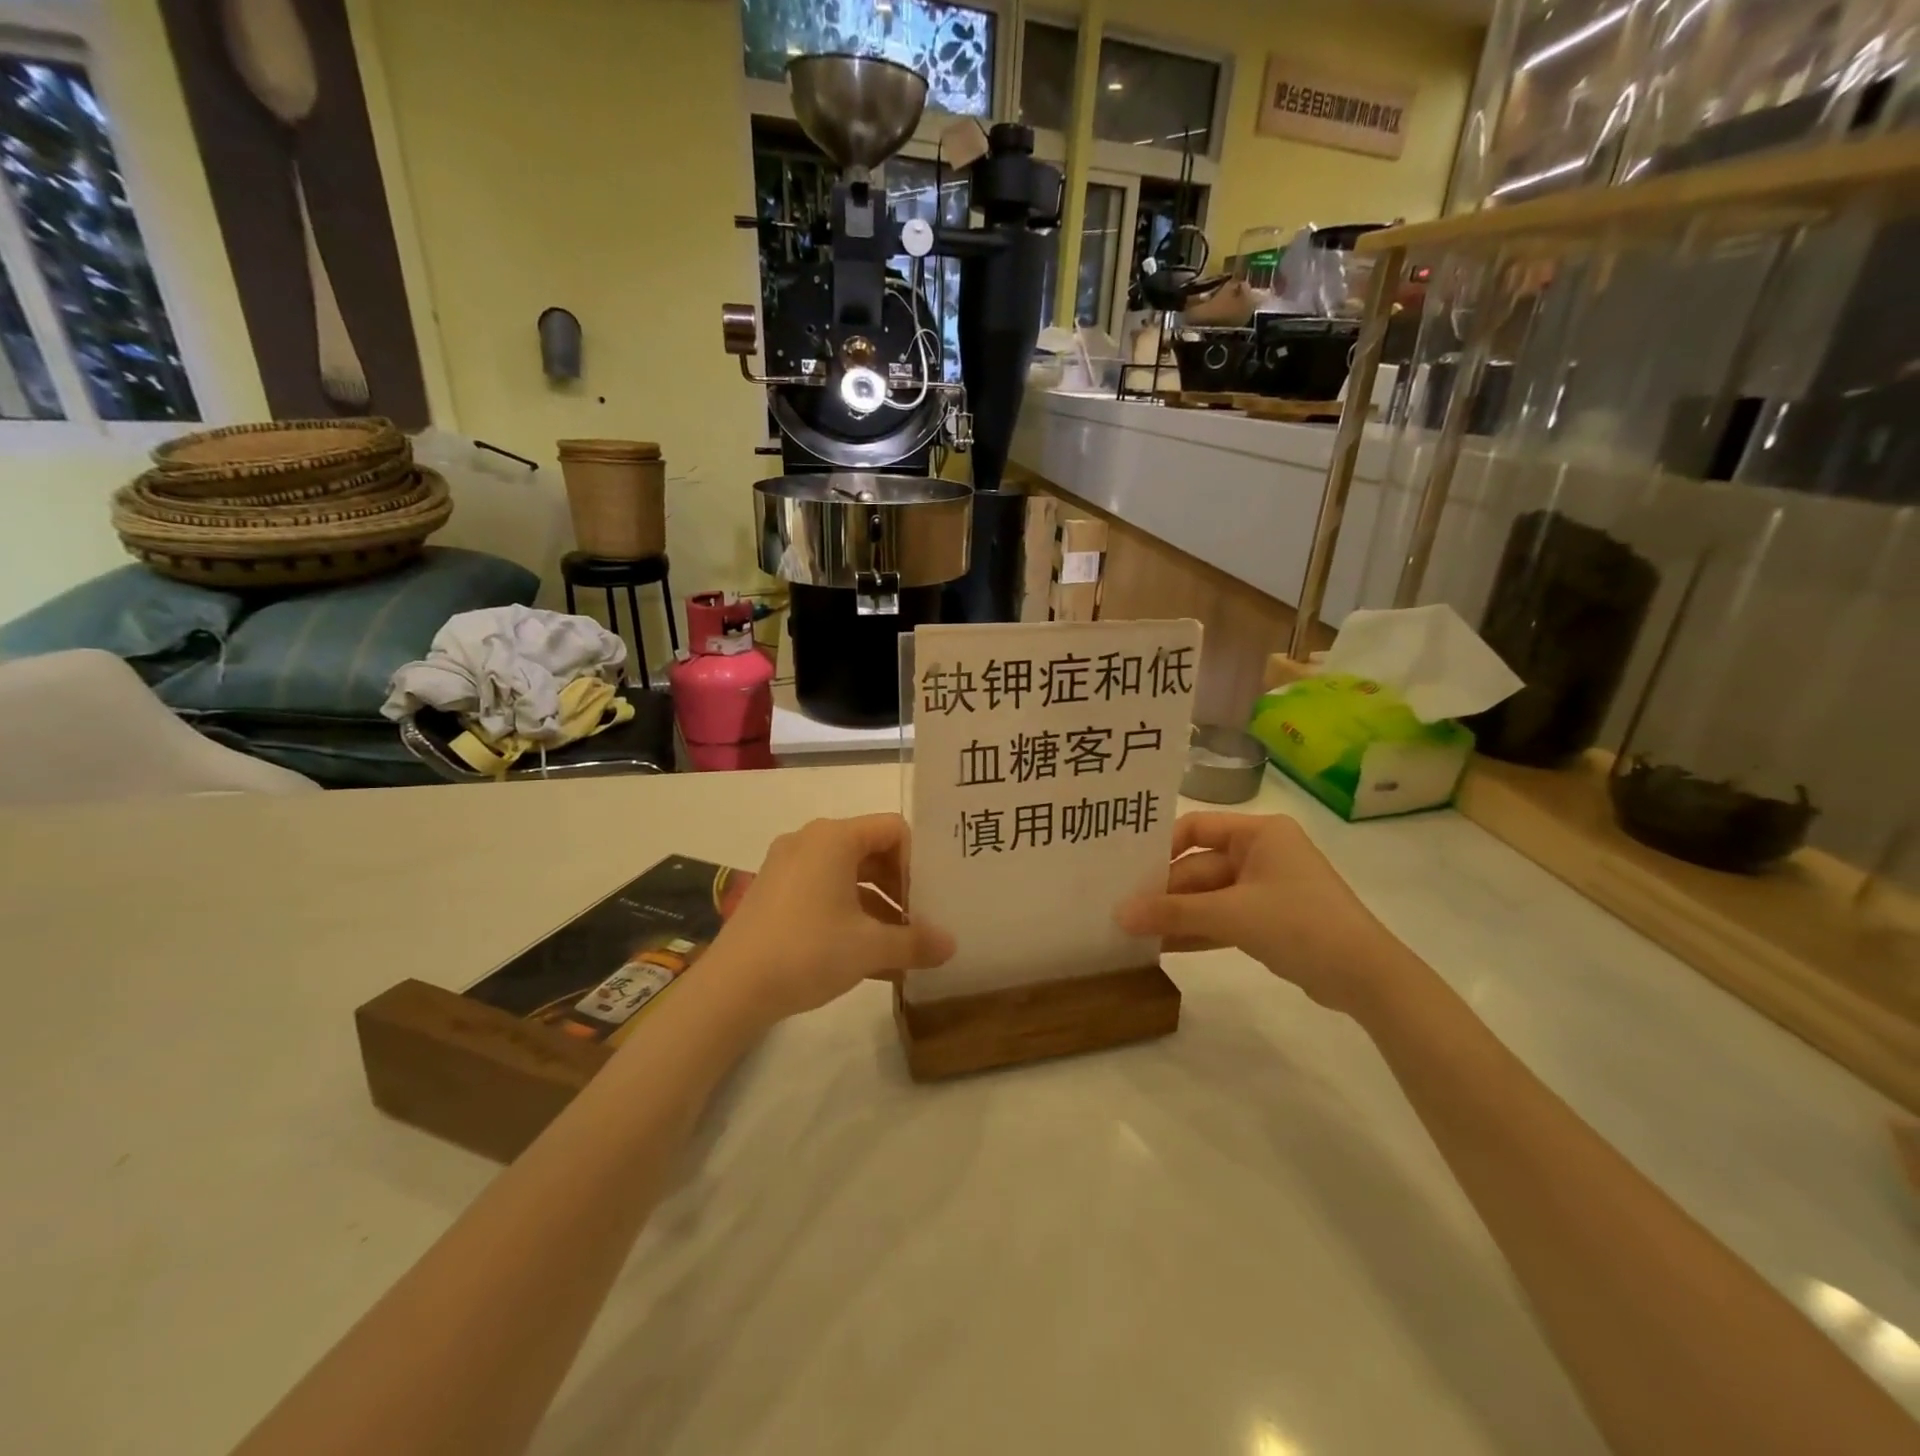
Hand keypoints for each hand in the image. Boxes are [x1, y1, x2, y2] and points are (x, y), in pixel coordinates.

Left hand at [708, 814, 954, 1025]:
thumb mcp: (870, 947)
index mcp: (834, 838)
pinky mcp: (774, 894)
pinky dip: (850, 917)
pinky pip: (824, 893)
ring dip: (878, 907)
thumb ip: (916, 942)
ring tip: (900, 947)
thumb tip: (952, 946)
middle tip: (920, 921)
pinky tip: (869, 958)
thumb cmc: (807, 951)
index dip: (918, 861)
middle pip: (871, 851)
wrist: (731, 989)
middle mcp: (809, 841)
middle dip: (900, 887)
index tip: (928, 899)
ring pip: (848, 876)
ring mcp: (787, 867)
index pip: (893, 829)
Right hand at [1116, 812, 1418, 1016]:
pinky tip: (1162, 947)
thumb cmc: (1300, 924)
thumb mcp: (1231, 915)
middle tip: (1122, 909)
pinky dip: (1197, 931)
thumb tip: (1118, 915)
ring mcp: (1266, 888)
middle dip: (1165, 891)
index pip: (1196, 827)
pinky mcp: (1269, 920)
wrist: (1367, 978)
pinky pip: (1222, 919)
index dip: (1162, 847)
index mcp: (1259, 833)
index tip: (1129, 871)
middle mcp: (1261, 852)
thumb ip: (1173, 913)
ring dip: (1176, 914)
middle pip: (1199, 866)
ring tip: (1133, 930)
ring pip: (1208, 896)